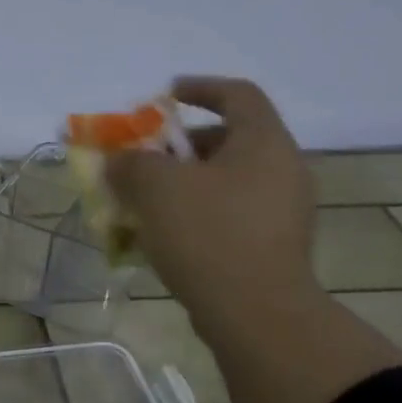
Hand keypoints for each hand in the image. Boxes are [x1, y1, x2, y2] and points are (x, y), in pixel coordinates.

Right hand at [106, 76, 319, 322]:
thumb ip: (131, 163)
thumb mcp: (156, 188)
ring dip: (181, 185)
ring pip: (223, 183)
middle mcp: (282, 170)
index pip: (238, 94)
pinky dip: (194, 216)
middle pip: (226, 141)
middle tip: (142, 161)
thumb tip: (119, 160)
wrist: (256, 314)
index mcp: (264, 143)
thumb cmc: (208, 235)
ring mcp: (282, 212)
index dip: (199, 88)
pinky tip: (162, 237)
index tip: (165, 96)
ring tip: (142, 203)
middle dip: (178, 147)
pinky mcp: (272, 247)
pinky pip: (227, 216)